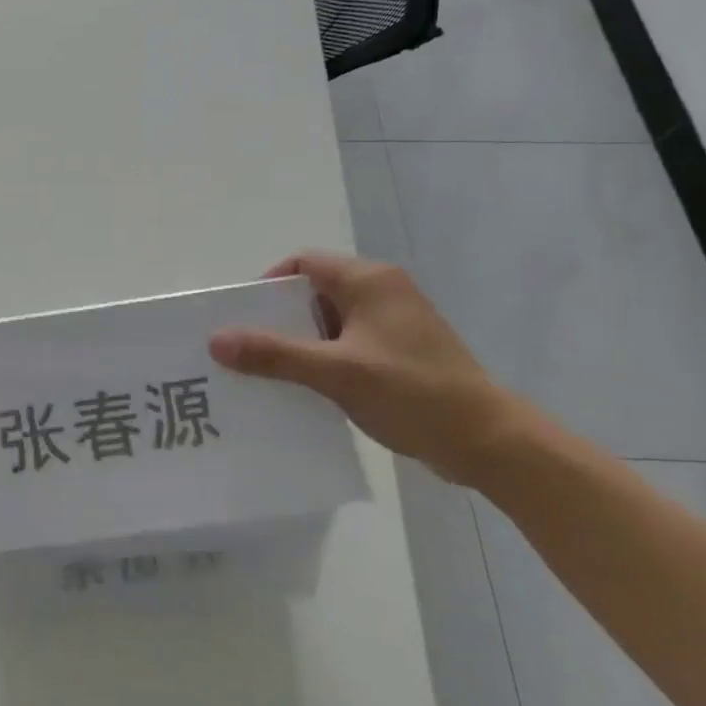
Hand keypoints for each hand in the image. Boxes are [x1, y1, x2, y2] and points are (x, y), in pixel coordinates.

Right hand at [209, 251, 517, 484]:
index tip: (244, 319)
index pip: (302, 263)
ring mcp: (394, 322)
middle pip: (313, 292)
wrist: (490, 442)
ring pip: (330, 321)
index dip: (268, 286)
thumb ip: (274, 354)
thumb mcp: (336, 372)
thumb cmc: (413, 393)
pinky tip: (307, 388)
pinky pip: (348, 343)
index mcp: (369, 281)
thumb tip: (215, 340)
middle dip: (279, 319)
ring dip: (301, 343)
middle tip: (248, 348)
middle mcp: (382, 291)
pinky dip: (324, 358)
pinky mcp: (401, 351)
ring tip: (270, 372)